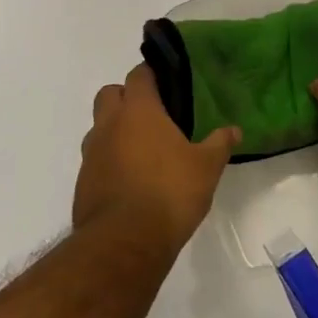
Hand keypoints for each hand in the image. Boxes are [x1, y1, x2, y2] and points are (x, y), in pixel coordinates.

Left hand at [75, 64, 239, 249]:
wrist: (124, 242)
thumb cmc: (169, 193)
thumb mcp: (206, 168)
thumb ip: (219, 144)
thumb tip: (234, 129)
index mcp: (138, 111)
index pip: (139, 75)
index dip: (151, 74)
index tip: (167, 81)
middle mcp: (109, 124)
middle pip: (110, 94)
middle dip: (127, 97)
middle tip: (153, 114)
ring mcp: (91, 153)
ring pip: (99, 127)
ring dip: (115, 130)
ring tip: (142, 149)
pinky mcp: (83, 181)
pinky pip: (95, 159)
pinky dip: (109, 160)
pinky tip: (130, 179)